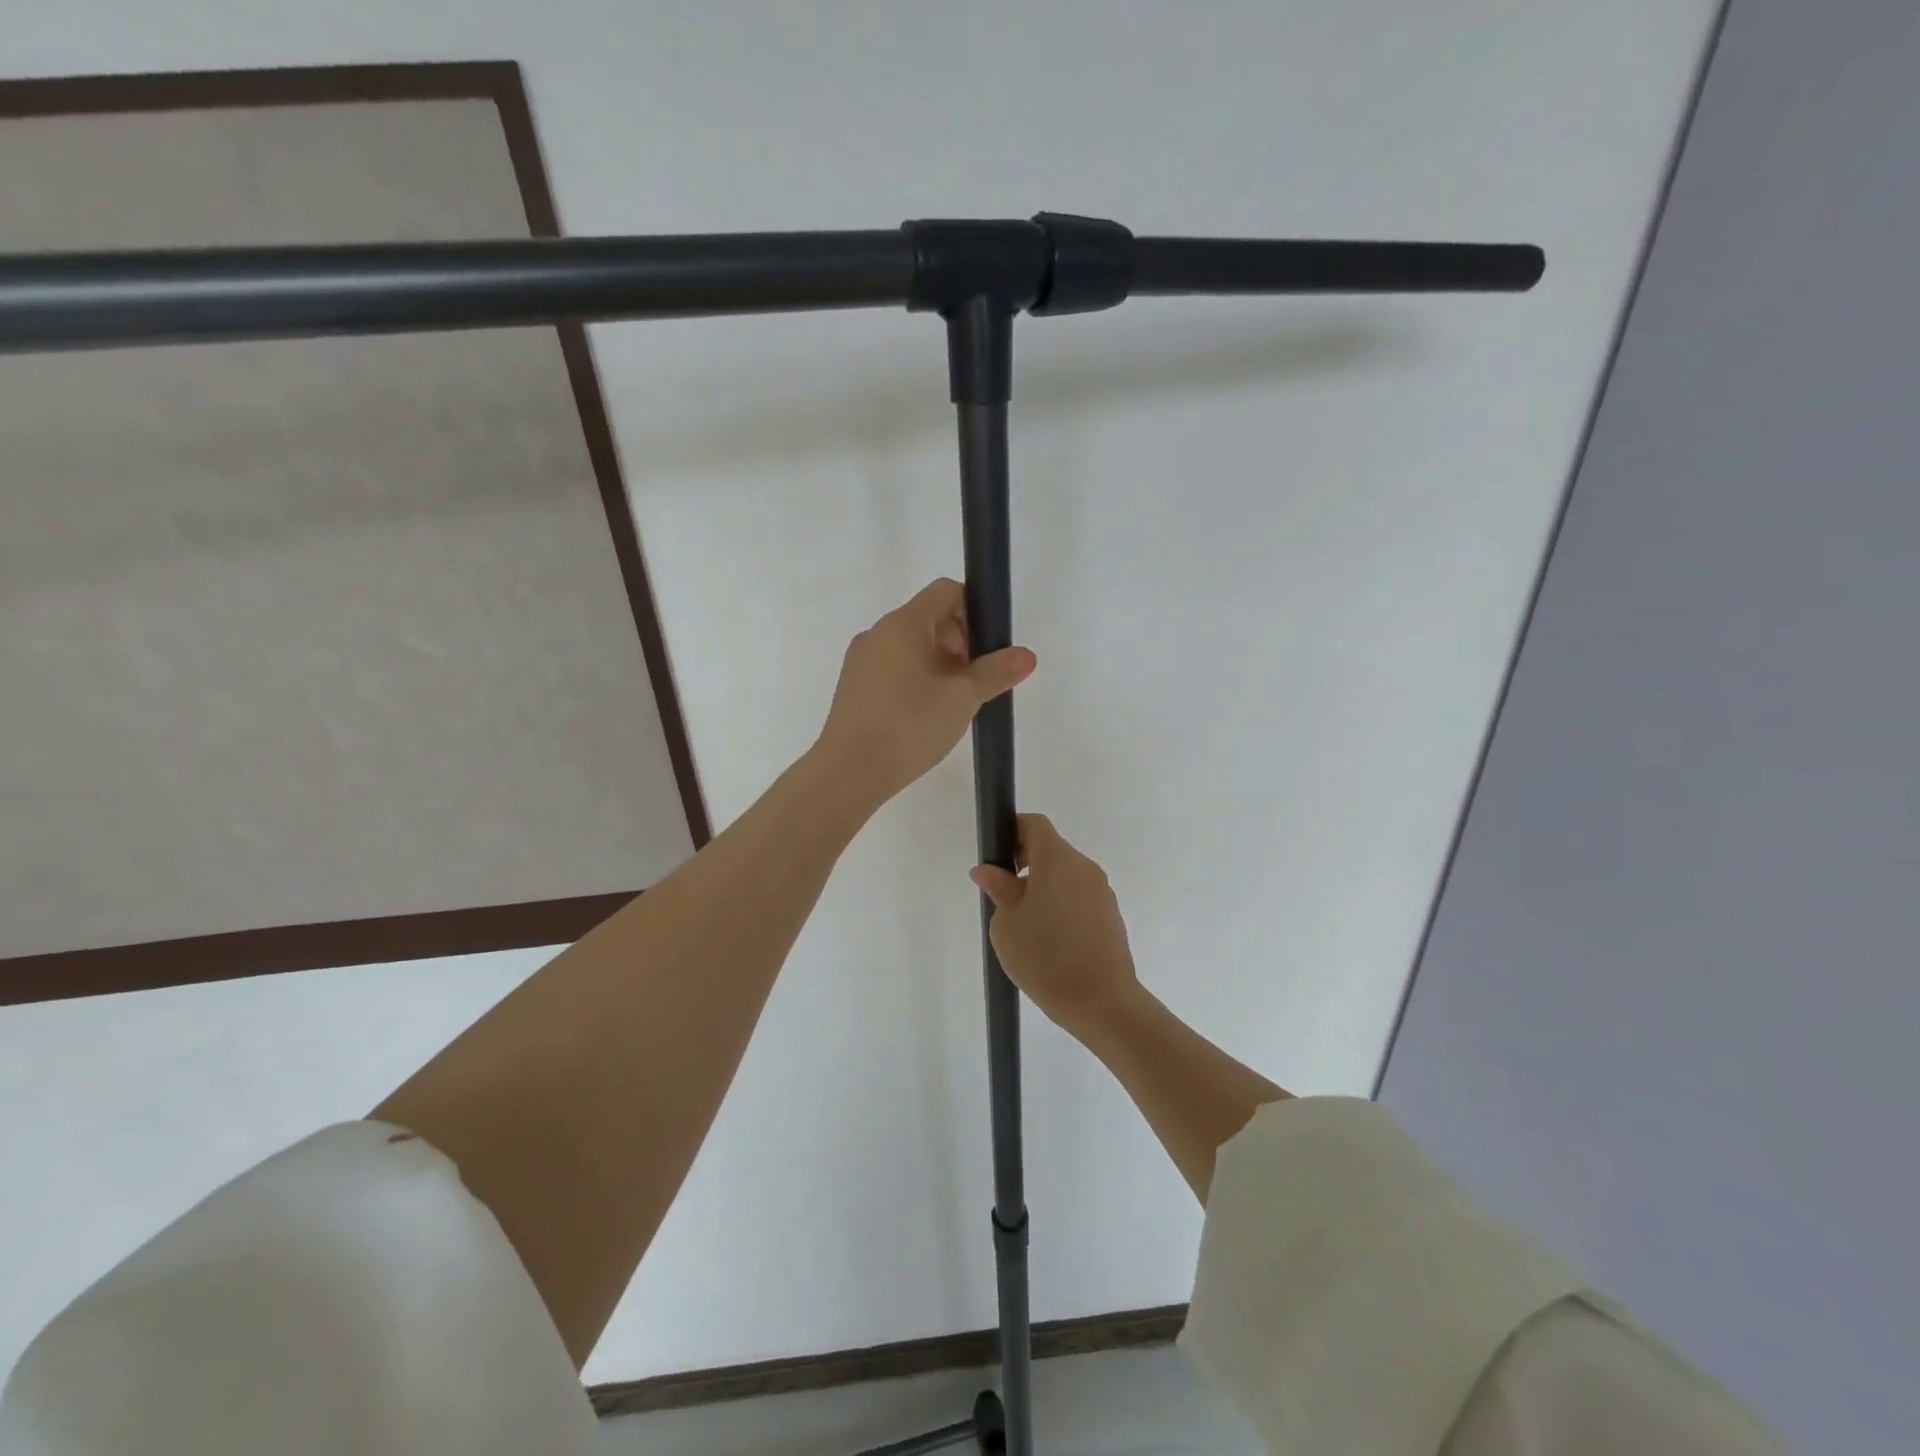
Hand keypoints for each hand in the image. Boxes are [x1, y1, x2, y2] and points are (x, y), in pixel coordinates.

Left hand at [814, 578, 1035, 815]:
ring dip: (939, 665)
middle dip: (960, 643)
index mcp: (903, 624)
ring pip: (910, 647)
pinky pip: (893, 669)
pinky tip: (925, 716)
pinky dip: (916, 680)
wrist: (849, 771)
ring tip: (954, 704)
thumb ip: (995, 672)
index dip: (974, 610)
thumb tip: (1026, 655)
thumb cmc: (909, 726)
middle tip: (976, 683)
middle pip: (929, 619)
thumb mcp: (962, 698)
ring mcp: (861, 660)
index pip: (945, 591)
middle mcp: (878, 633)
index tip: (987, 649)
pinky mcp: (853, 687)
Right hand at [970, 814, 1140, 1037]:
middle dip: (1025, 863)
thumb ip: (999, 889)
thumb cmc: (1045, 957)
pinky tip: (1051, 939)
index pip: (1034, 824)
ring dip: (1044, 886)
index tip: (997, 858)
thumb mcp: (1007, 924)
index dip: (1012, 831)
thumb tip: (988, 870)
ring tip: (1027, 924)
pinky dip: (1062, 904)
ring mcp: (1102, 890)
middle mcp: (1084, 866)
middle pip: (1051, 849)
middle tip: (1004, 895)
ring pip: (1066, 875)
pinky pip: (1080, 896)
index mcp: (1057, 859)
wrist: (1101, 1002)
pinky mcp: (1111, 914)